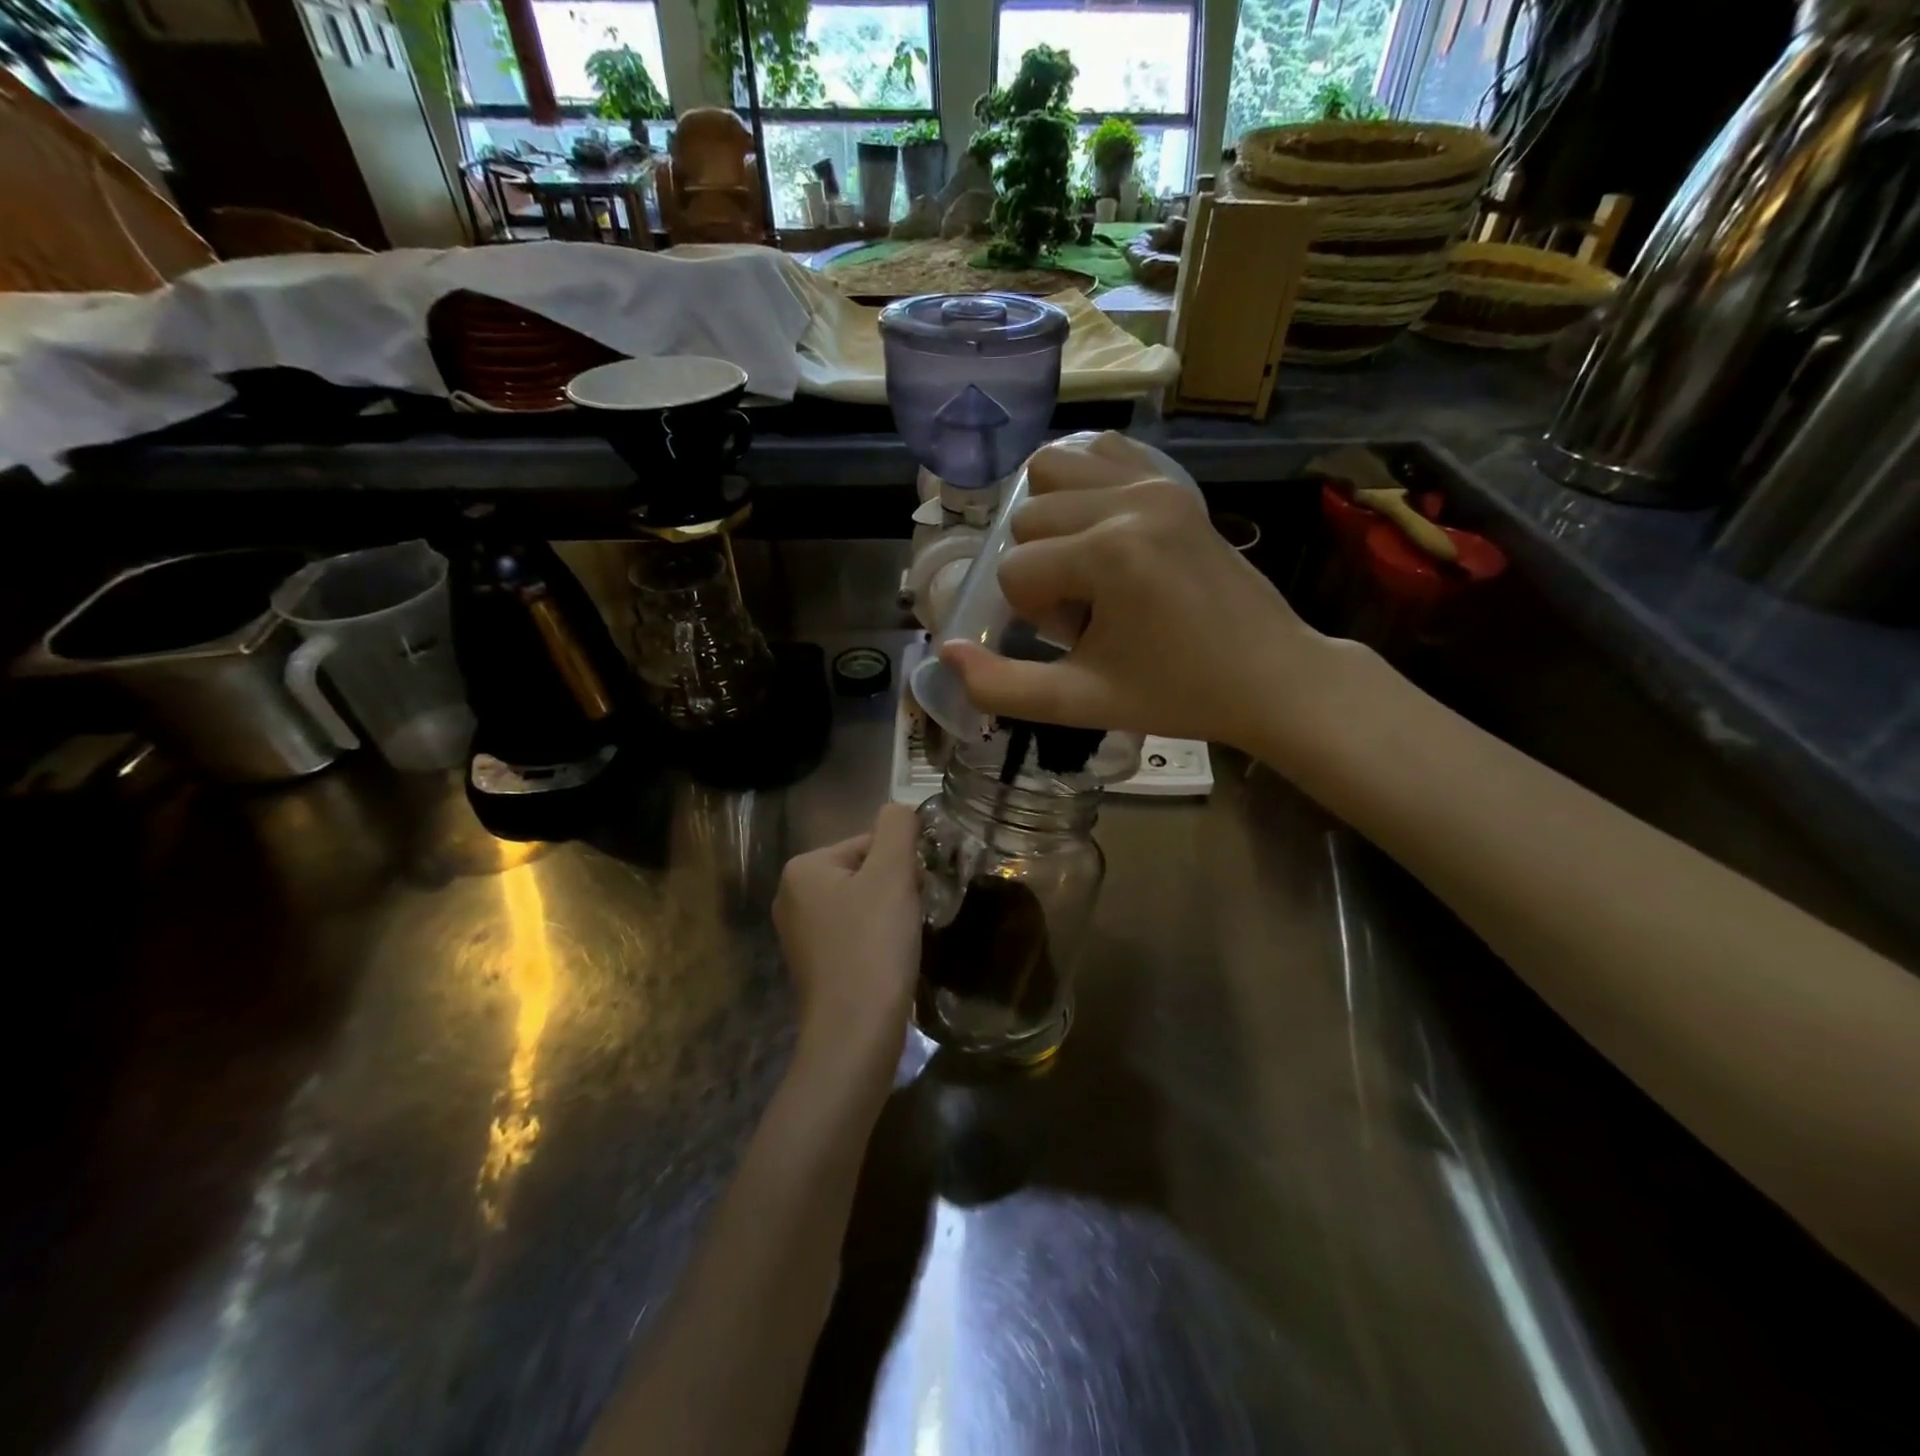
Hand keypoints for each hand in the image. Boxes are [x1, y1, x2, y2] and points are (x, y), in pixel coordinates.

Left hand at [773, 803, 921, 1075]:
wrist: (855, 1034)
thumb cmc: (873, 946)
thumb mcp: (892, 874)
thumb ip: (898, 827)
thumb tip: (899, 808)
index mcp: (803, 868)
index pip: (870, 842)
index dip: (901, 865)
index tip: (912, 896)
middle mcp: (791, 896)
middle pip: (865, 871)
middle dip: (895, 889)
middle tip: (910, 919)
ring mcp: (799, 934)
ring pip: (863, 904)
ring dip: (890, 915)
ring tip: (901, 942)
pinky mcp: (814, 965)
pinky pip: (854, 934)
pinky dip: (877, 941)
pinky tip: (888, 961)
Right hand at [938, 432, 1343, 753]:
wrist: (1271, 676)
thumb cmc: (1177, 694)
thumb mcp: (1081, 702)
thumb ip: (1003, 687)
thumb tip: (946, 654)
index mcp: (1108, 552)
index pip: (1015, 569)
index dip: (1033, 612)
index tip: (1080, 640)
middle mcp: (1129, 500)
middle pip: (1027, 518)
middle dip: (1043, 571)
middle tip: (1088, 613)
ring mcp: (1156, 481)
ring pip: (1052, 471)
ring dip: (1053, 523)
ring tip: (1091, 569)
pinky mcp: (1174, 481)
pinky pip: (1101, 451)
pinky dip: (1083, 483)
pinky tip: (1103, 530)